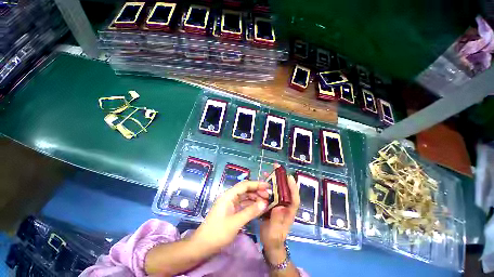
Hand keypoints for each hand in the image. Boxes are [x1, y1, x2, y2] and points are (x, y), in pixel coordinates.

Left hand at [192, 180, 269, 254]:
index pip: (245, 185)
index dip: (257, 184)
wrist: (202, 246)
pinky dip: (251, 206)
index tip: (268, 186)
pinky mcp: (231, 211)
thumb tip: (264, 203)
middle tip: (269, 196)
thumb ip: (250, 211)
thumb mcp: (235, 222)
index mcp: (229, 195)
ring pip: (245, 197)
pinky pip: (243, 205)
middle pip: (245, 190)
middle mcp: (230, 197)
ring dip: (255, 198)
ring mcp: (230, 204)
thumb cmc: (217, 233)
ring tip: (266, 203)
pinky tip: (258, 209)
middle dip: (257, 191)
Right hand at [260, 165, 299, 263]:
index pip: (294, 198)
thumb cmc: (274, 239)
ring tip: (268, 172)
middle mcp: (286, 205)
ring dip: (275, 180)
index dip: (293, 187)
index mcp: (289, 212)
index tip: (289, 176)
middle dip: (282, 179)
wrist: (270, 244)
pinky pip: (272, 193)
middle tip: (276, 168)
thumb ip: (278, 221)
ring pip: (279, 190)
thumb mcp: (275, 232)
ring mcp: (279, 204)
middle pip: (286, 190)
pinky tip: (262, 181)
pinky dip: (268, 186)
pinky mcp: (273, 204)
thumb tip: (280, 207)